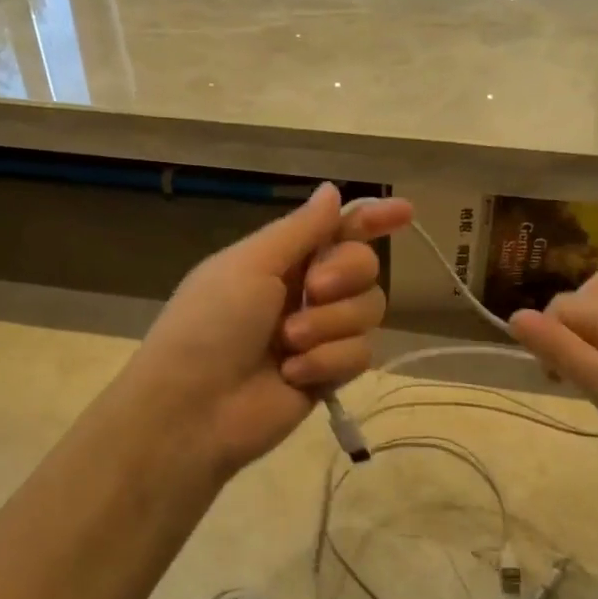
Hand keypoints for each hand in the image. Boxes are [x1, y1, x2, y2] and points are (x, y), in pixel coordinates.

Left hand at [126, 183, 411, 480]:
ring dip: (330, 324)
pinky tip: (293, 374)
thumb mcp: (250, 265)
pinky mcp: (329, 374)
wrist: (193, 408)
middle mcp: (306, 291)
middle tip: (314, 290)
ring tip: (288, 343)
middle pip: (364, 267)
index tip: (405, 212)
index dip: (371, 219)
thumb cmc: (211, 323)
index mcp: (282, 259)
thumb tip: (332, 190)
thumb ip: (301, 229)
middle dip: (345, 275)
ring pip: (368, 311)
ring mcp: (320, 334)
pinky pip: (360, 354)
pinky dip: (328, 361)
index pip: (338, 229)